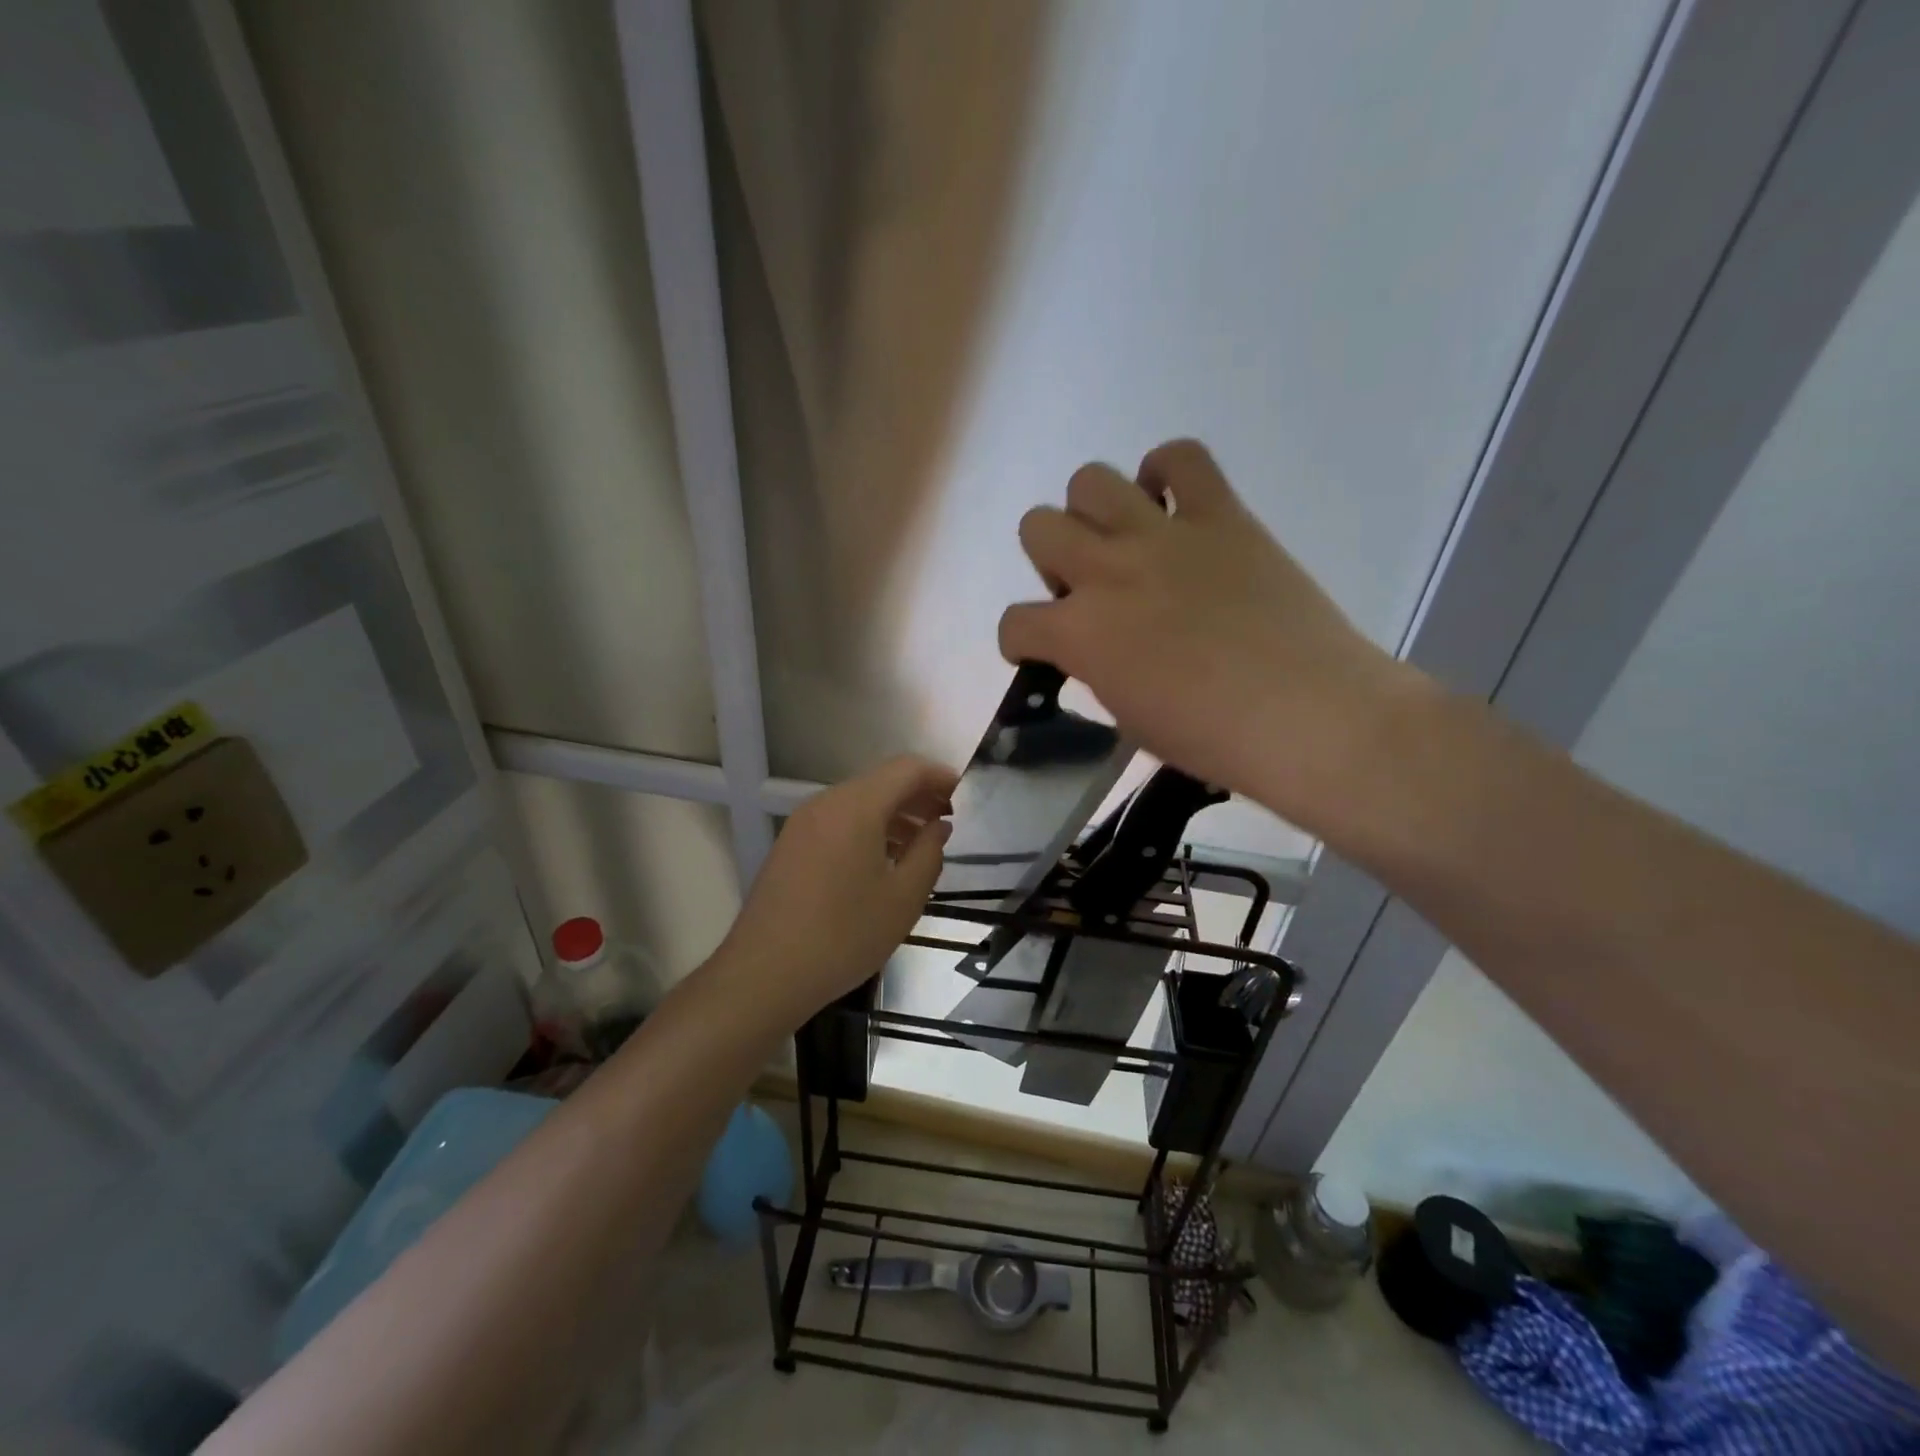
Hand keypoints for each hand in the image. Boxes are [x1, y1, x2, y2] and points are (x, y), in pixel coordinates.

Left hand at [718, 756, 955, 1026]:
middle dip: (918, 796)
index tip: (966, 795)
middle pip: (881, 782)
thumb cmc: (844, 936)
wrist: (765, 974)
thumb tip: (938, 826)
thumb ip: (929, 852)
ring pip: (859, 802)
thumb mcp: (903, 898)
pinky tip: (883, 861)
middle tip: (948, 822)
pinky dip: (868, 828)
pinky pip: (839, 821)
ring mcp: (803, 823)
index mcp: (856, 806)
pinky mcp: (791, 845)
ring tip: (921, 845)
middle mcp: (826, 803)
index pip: (907, 769)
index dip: (940, 776)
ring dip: (894, 814)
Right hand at [997, 439, 1421, 833]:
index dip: (1021, 640)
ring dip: (1093, 512)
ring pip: (1089, 480)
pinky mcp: (1221, 515)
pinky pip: (1182, 457)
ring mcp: (1162, 536)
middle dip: (1051, 560)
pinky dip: (1167, 472)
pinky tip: (1173, 505)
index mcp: (1079, 634)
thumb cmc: (1213, 739)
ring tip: (1125, 542)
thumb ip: (1098, 671)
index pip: (1015, 622)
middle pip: (1037, 527)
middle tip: (1088, 590)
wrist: (1307, 717)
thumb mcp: (1129, 719)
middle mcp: (1106, 571)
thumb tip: (1098, 649)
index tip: (1042, 651)